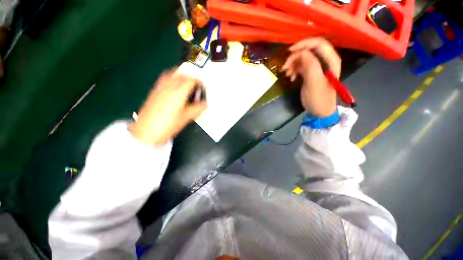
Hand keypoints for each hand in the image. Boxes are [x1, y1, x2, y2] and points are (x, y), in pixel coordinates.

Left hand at [129, 70, 206, 144]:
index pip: (190, 81)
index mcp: (178, 94)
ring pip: (171, 75)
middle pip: (181, 76)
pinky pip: (163, 79)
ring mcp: (160, 89)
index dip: (198, 81)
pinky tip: (172, 84)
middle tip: (195, 82)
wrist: (147, 131)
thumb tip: (205, 104)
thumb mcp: (185, 118)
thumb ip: (197, 109)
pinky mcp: (154, 92)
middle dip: (190, 76)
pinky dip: (170, 78)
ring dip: (180, 75)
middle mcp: (169, 88)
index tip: (202, 84)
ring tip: (185, 79)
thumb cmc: (168, 125)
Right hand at [282, 38, 340, 117]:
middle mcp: (325, 61)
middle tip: (285, 67)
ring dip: (293, 64)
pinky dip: (294, 70)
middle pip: (309, 50)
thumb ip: (310, 65)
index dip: (304, 44)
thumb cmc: (319, 98)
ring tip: (287, 74)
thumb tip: (301, 53)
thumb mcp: (314, 82)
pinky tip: (291, 78)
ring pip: (303, 58)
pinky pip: (301, 66)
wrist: (320, 111)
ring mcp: (317, 67)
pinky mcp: (311, 73)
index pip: (318, 43)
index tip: (290, 51)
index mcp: (330, 60)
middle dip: (296, 56)